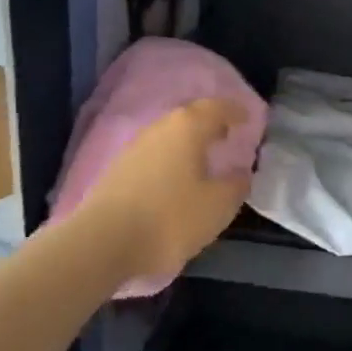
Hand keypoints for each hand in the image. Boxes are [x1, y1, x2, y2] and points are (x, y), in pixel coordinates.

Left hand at [75, 99, 252, 284]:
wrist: (103, 242)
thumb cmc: (170, 218)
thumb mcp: (218, 206)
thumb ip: (236, 186)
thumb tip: (241, 173)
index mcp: (187, 128)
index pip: (216, 108)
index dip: (234, 111)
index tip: (248, 118)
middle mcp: (159, 129)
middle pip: (189, 117)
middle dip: (210, 124)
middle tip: (227, 136)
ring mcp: (134, 148)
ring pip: (169, 136)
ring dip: (188, 142)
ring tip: (204, 158)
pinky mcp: (118, 170)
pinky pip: (154, 154)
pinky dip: (171, 159)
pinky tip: (176, 178)